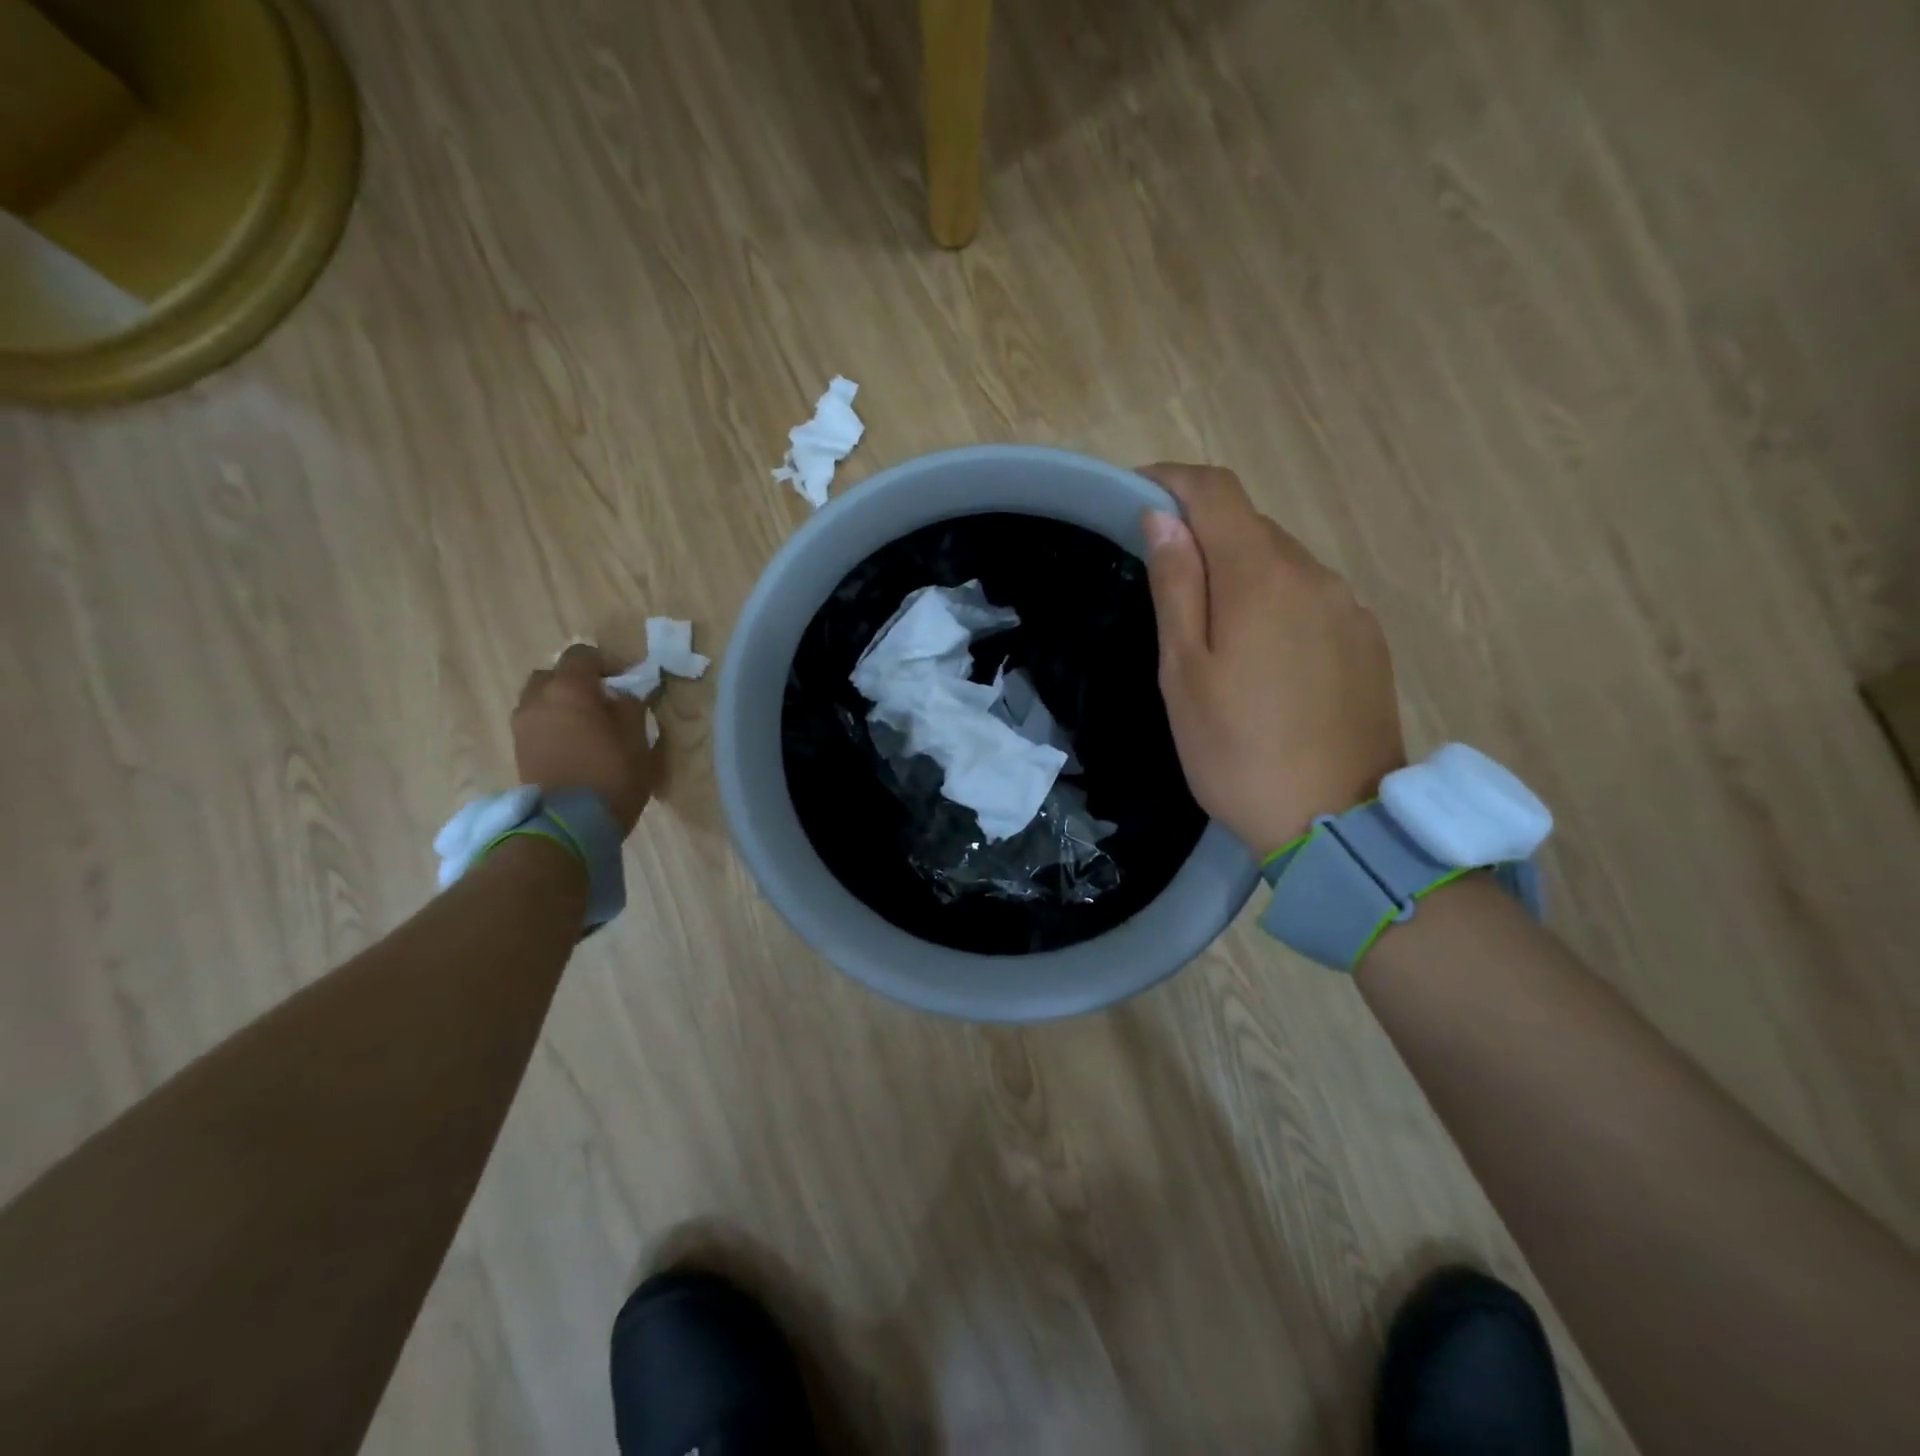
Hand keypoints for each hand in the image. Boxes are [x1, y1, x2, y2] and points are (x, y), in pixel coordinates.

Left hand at [511, 644, 656, 834]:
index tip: (626, 682)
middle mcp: (538, 699)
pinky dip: (553, 724)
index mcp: (569, 689)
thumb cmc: (611, 776)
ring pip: (541, 699)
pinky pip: (536, 722)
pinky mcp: (519, 749)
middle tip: (603, 702)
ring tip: (588, 726)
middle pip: (553, 675)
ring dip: (562, 704)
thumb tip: (621, 696)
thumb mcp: (638, 740)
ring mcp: (523, 725)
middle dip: (577, 682)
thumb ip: (631, 708)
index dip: (606, 662)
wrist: (568, 825)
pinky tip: (575, 744)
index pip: (582, 655)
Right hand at [1139, 463, 1406, 857]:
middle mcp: (1315, 574)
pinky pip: (1311, 597)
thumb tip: (1162, 518)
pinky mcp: (1367, 641)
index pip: (1217, 492)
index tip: (1137, 496)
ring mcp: (1349, 607)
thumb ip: (1176, 587)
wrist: (1334, 821)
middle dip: (1202, 533)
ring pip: (1283, 562)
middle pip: (1251, 525)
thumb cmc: (1236, 750)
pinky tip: (1261, 657)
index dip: (1173, 481)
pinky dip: (1275, 601)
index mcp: (1261, 576)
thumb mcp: (1184, 672)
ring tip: (1209, 629)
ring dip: (1240, 571)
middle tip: (1162, 578)